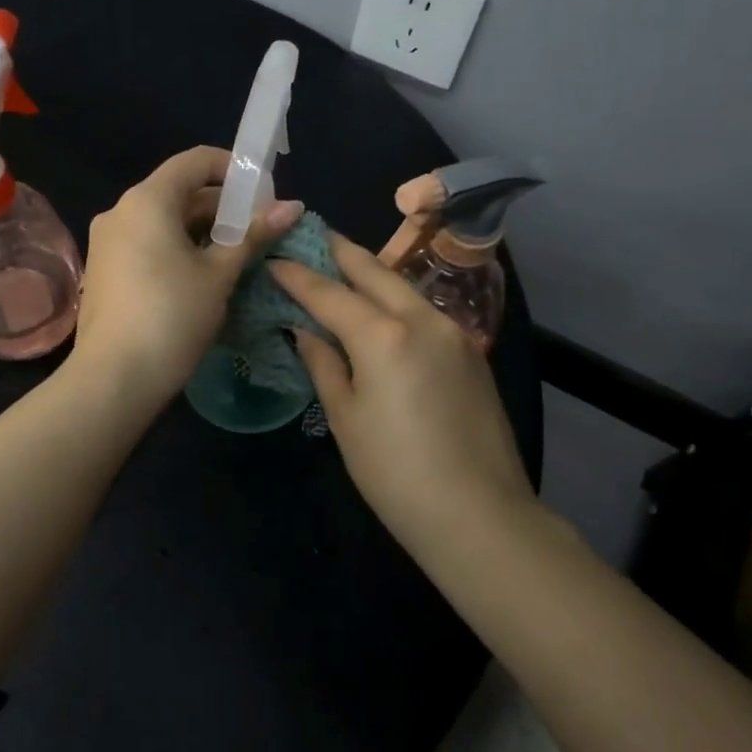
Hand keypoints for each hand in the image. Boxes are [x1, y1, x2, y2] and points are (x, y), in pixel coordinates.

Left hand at [71, 146, 302, 409]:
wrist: (114, 378)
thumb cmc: (173, 316)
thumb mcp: (219, 274)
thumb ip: (253, 235)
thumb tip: (293, 207)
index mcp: (147, 200)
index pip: (195, 161)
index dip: (234, 169)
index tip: (263, 195)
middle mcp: (120, 211)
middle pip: (179, 192)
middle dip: (222, 208)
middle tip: (258, 233)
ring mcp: (106, 242)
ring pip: (163, 221)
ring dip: (202, 232)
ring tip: (236, 258)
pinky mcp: (103, 271)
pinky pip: (146, 244)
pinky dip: (177, 250)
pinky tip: (201, 278)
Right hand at [271, 231, 537, 548]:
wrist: (479, 513)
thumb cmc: (395, 472)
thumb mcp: (346, 419)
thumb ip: (324, 364)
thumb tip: (305, 331)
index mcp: (383, 335)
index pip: (329, 293)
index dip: (296, 275)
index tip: (273, 258)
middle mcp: (422, 319)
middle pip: (373, 270)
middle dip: (339, 252)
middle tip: (310, 237)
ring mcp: (454, 332)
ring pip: (403, 287)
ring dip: (370, 274)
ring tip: (341, 269)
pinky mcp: (471, 352)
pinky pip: (423, 312)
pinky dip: (395, 301)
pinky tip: (380, 312)